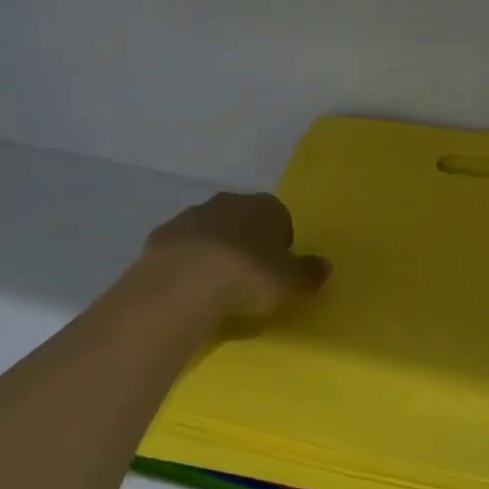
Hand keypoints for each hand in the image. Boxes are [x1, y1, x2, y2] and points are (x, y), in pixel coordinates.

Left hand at [138, 192, 330, 321]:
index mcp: (265, 207)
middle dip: (246, 243)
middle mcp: (229, 201)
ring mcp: (192, 214)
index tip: (276, 271)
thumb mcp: (291, 284)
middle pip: (244, 220)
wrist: (183, 283)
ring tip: (216, 285)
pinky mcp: (163, 233)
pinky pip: (182, 246)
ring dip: (215, 250)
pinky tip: (188, 286)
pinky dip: (187, 261)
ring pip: (211, 230)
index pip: (280, 219)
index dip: (280, 245)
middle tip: (248, 278)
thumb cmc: (249, 278)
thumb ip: (310, 274)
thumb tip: (325, 265)